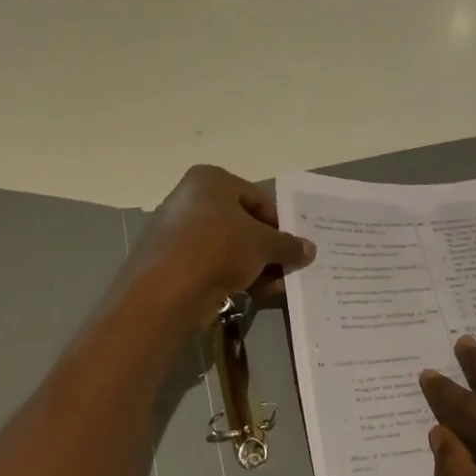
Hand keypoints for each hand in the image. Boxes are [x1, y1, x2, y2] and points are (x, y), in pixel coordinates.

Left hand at [123, 165, 316, 325]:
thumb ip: (288, 245)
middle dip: (267, 248)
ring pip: (229, 248)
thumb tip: (309, 249)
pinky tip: (251, 294)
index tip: (294, 247)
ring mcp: (179, 232)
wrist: (165, 290)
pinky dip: (233, 277)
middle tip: (287, 269)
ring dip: (254, 267)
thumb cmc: (218, 248)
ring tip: (274, 287)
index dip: (280, 224)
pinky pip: (212, 266)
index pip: (258, 198)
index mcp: (210, 180)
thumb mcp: (263, 244)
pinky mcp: (173, 263)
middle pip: (243, 223)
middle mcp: (191, 199)